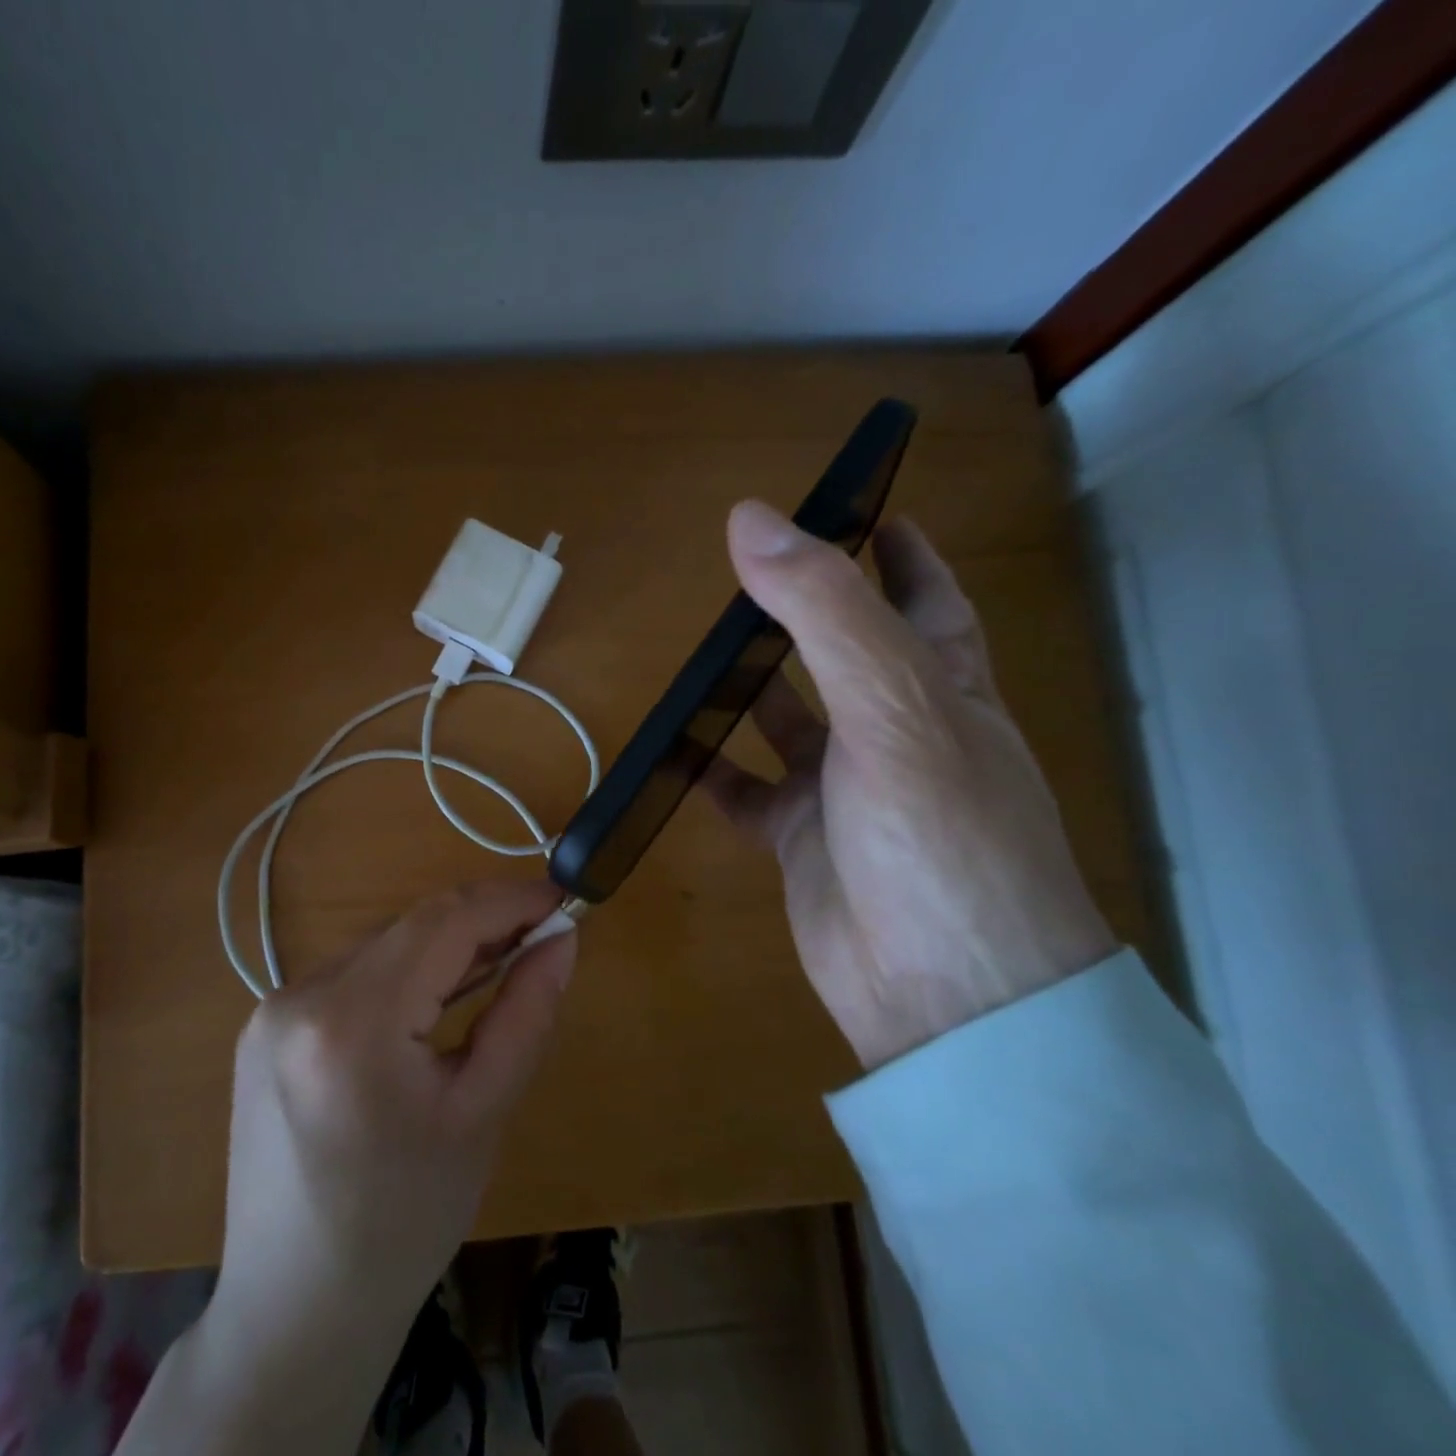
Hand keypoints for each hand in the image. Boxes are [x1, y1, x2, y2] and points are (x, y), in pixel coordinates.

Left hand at [124, 881, 575, 1455]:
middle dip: (479, 922)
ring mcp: (272, 1009)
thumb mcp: (481, 1116)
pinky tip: (432, 1001)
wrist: (296, 1309)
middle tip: (539, 934)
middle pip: (409, 928)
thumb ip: (526, 1014)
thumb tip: (560, 939)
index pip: (442, 923)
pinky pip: (351, 975)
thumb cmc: (404, 1225)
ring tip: (497, 964)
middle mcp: (299, 997)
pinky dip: (402, 973)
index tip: (560, 897)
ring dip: (442, 947)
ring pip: (381, 947)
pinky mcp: (265, 1025)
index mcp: (352, 1025)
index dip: (507, 900)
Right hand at [705, 501, 1115, 1070]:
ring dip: (749, 689)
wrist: (943, 995)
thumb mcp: (892, 708)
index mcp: (940, 688)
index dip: (898, 551)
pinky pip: (747, 792)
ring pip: (788, 721)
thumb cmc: (940, 837)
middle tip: (743, 577)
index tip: (859, 506)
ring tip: (697, 653)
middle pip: (844, 653)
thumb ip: (823, 612)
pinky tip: (673, 751)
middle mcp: (894, 731)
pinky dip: (711, 771)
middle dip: (803, 613)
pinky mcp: (801, 839)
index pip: (924, 598)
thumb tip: (750, 519)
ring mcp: (844, 788)